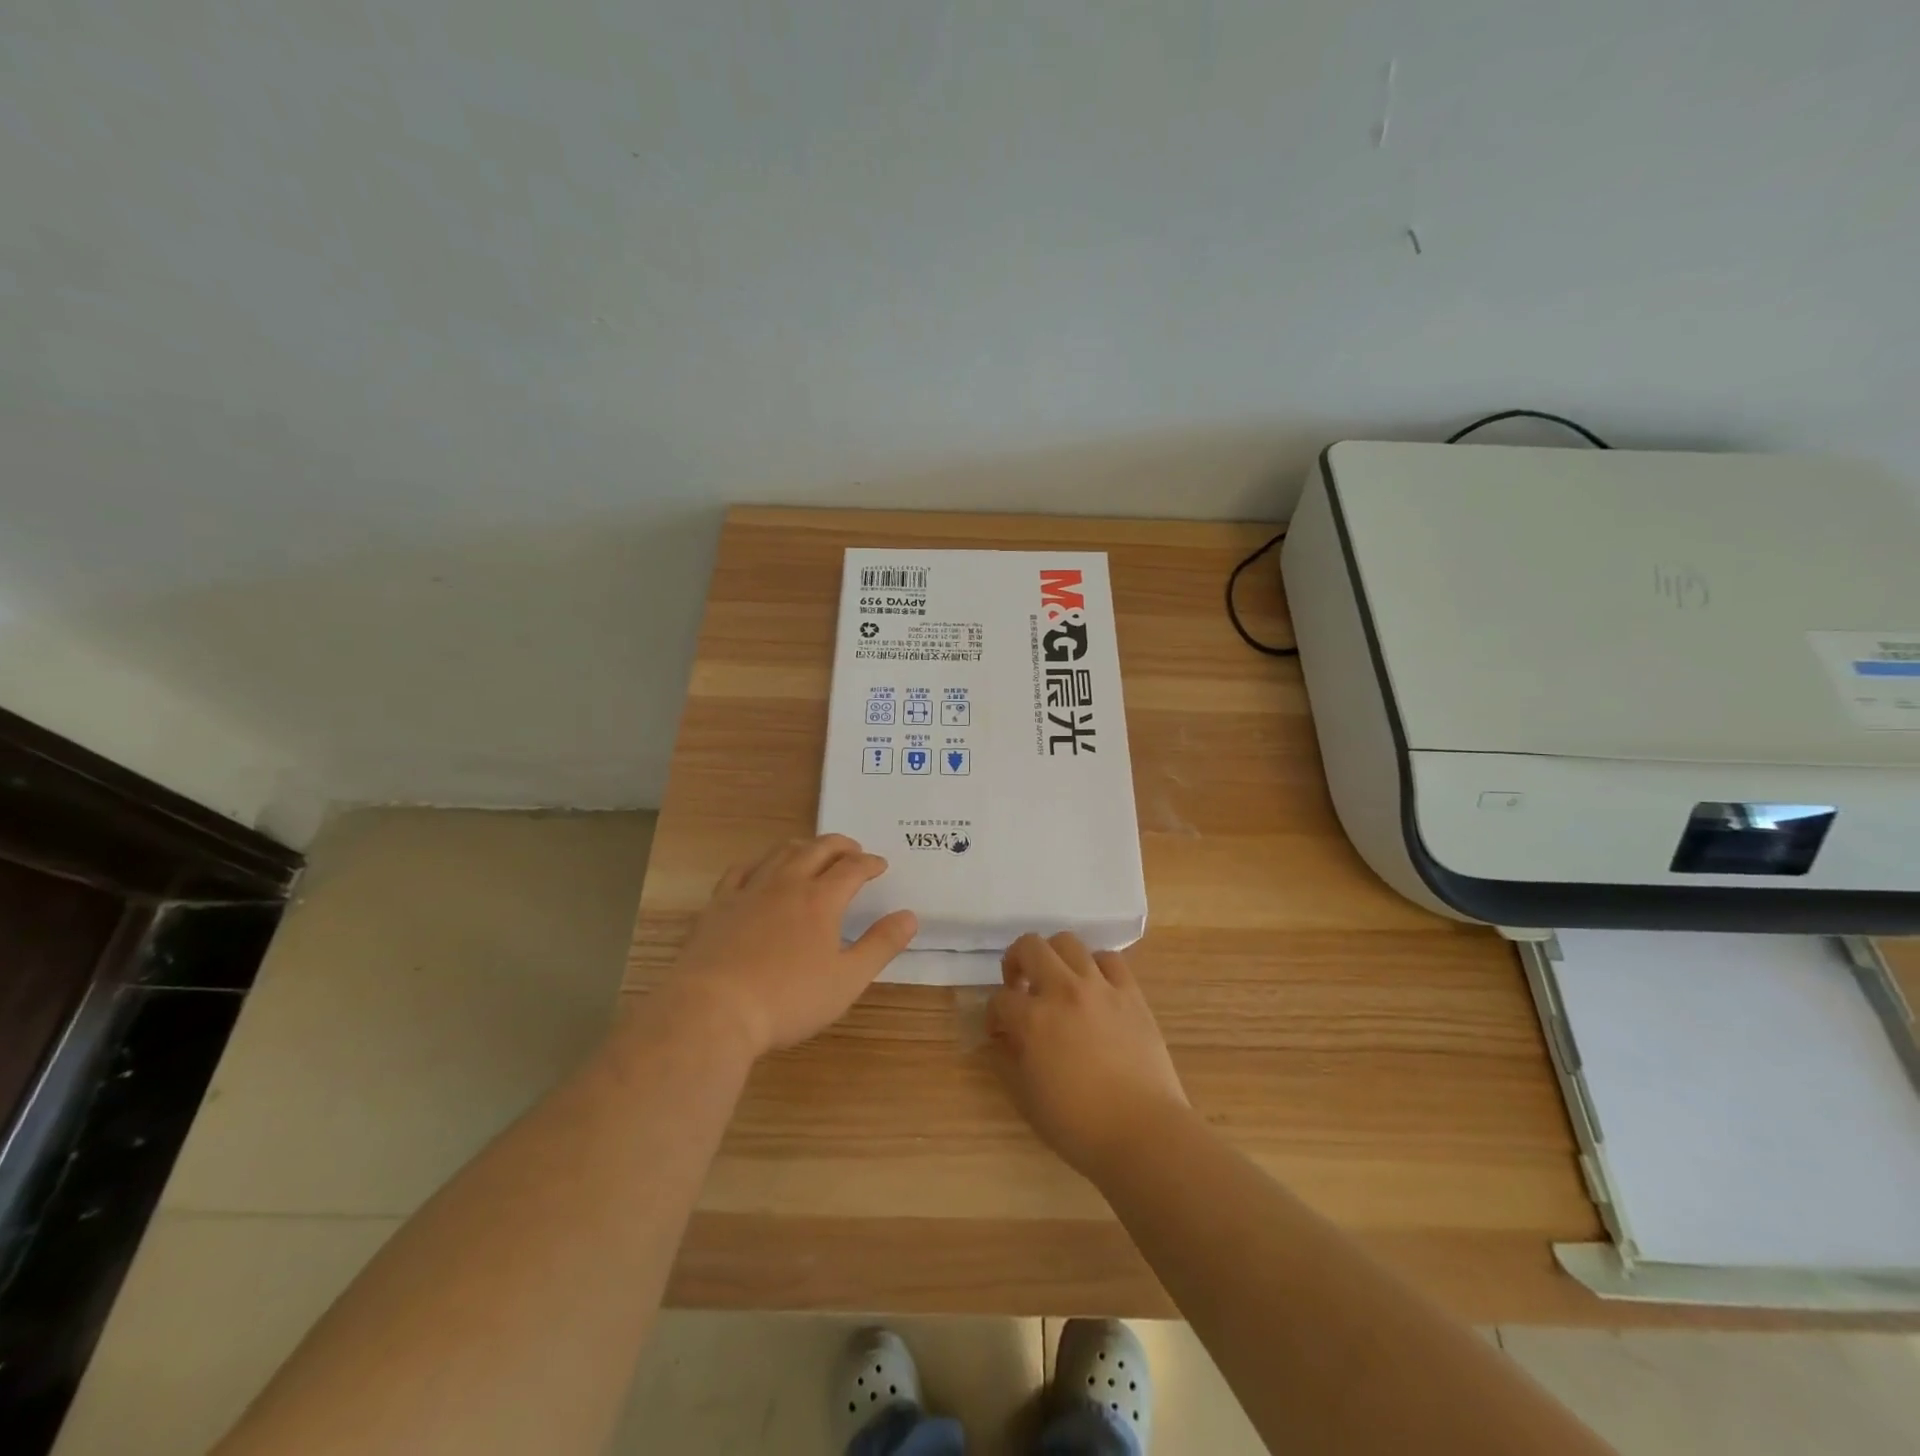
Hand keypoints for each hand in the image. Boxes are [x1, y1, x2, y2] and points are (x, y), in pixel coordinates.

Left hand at [664, 835, 916, 1057]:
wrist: (714, 1009)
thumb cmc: (788, 999)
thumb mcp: (847, 980)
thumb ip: (881, 945)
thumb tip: (910, 916)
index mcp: (821, 900)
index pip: (852, 868)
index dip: (870, 863)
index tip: (880, 864)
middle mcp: (787, 883)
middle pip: (818, 849)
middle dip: (840, 845)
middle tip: (853, 849)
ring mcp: (750, 890)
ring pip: (780, 852)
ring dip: (804, 846)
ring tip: (813, 851)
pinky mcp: (719, 904)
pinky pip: (741, 870)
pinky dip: (759, 863)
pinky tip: (760, 870)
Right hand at [987, 933, 1188, 1177]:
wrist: (1143, 1132)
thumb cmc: (1079, 1125)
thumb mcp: (1026, 1099)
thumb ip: (1006, 1062)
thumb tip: (1000, 1040)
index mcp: (1032, 1019)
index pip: (999, 999)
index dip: (994, 1015)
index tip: (999, 1032)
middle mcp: (1063, 991)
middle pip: (1030, 946)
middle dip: (1015, 961)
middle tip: (1019, 986)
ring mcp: (1100, 987)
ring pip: (1068, 942)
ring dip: (1054, 956)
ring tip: (1056, 980)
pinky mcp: (1131, 993)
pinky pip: (1109, 959)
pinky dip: (1095, 965)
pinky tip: (1093, 985)